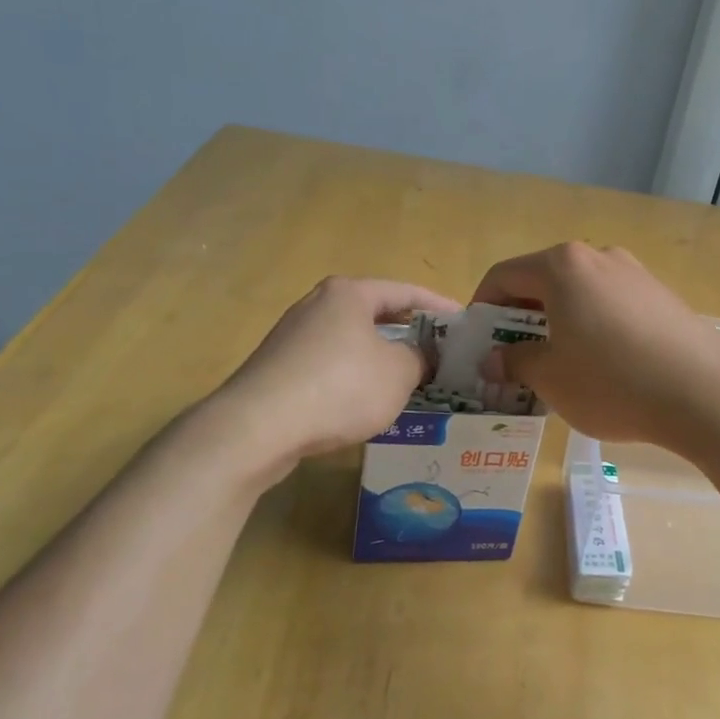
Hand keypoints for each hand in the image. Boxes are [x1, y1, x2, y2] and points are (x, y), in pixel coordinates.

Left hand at [208, 276, 458, 474]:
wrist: (256, 427)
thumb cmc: (339, 387)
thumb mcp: (398, 373)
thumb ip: (420, 358)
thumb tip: (420, 356)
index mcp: (350, 293)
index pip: (406, 291)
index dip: (439, 307)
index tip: (463, 323)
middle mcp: (318, 304)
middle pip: (376, 313)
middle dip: (409, 332)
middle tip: (438, 351)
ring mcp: (293, 336)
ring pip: (352, 341)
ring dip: (381, 357)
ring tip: (408, 378)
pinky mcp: (278, 368)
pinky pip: (329, 365)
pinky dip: (353, 376)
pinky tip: (365, 401)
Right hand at [472, 242, 719, 451]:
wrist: (704, 392)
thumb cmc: (612, 381)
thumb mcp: (551, 378)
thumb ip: (515, 361)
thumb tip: (494, 359)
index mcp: (562, 266)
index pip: (503, 275)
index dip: (483, 307)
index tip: (479, 342)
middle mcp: (597, 257)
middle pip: (542, 280)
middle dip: (520, 316)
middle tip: (513, 356)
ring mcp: (634, 273)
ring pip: (578, 292)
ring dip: (557, 321)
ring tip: (557, 363)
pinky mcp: (660, 295)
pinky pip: (609, 303)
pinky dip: (591, 324)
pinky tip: (601, 363)